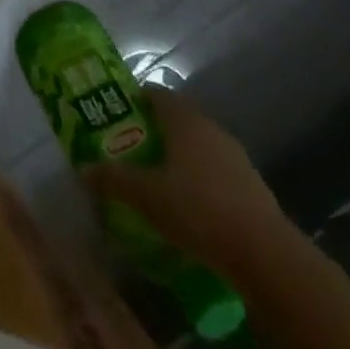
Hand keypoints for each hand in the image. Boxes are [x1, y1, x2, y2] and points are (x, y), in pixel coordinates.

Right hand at [82, 87, 291, 277]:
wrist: (266, 254)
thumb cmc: (198, 210)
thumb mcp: (147, 196)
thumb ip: (114, 179)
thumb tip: (84, 169)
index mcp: (184, 119)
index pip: (155, 93)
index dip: (135, 100)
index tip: (116, 115)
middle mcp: (210, 127)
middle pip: (177, 119)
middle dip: (154, 130)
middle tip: (131, 149)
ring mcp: (235, 156)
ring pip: (198, 146)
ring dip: (179, 156)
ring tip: (157, 179)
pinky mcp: (252, 185)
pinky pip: (216, 171)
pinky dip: (201, 179)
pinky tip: (190, 206)